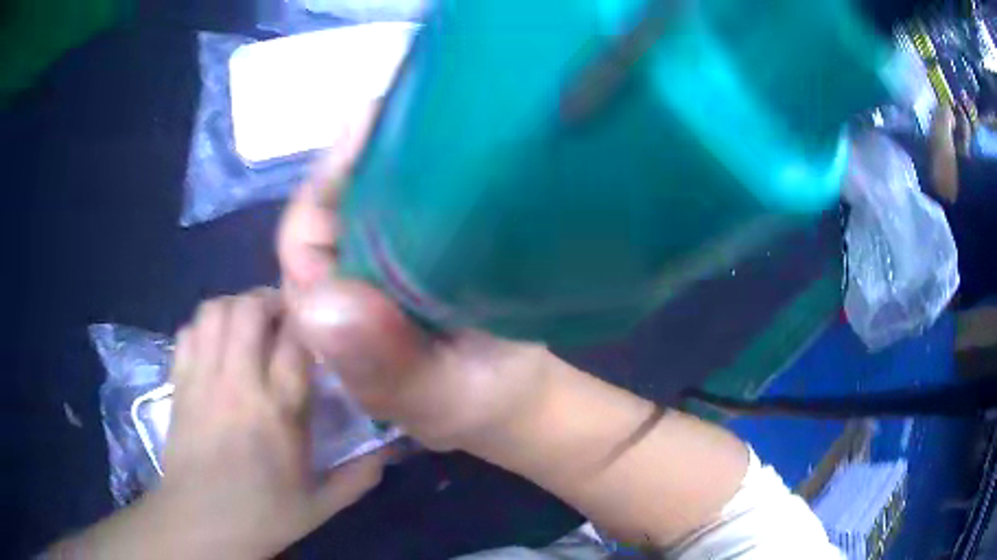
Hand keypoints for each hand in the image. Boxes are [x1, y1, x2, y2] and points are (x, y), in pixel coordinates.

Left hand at [156, 289, 383, 557]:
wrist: (201, 525)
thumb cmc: (263, 515)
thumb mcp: (321, 506)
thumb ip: (359, 476)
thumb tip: (390, 450)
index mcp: (278, 412)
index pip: (295, 339)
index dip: (307, 317)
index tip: (317, 320)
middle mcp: (238, 384)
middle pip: (249, 309)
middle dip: (269, 299)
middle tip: (284, 315)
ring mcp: (202, 379)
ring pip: (215, 311)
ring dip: (236, 305)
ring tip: (250, 323)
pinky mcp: (179, 383)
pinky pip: (189, 331)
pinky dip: (205, 325)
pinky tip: (217, 342)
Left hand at [277, 111, 561, 451]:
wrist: (514, 398)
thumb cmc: (476, 404)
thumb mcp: (432, 399)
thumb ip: (382, 366)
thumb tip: (325, 303)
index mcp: (327, 316)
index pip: (301, 242)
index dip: (325, 185)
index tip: (364, 130)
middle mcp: (340, 279)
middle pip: (332, 206)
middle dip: (357, 154)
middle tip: (397, 102)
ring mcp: (377, 260)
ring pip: (367, 197)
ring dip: (388, 154)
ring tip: (419, 103)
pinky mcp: (412, 250)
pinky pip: (405, 203)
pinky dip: (418, 171)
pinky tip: (442, 139)